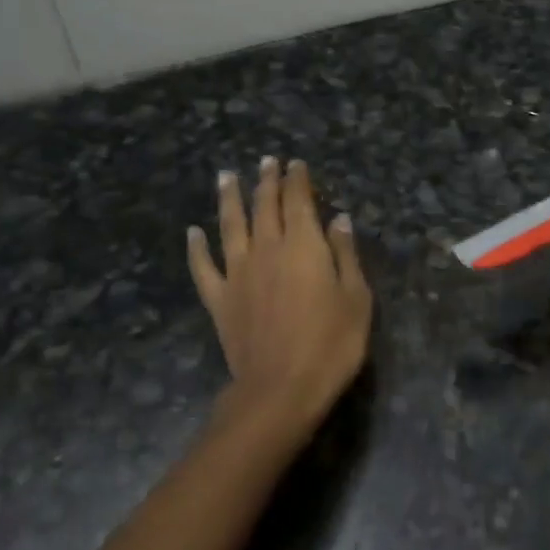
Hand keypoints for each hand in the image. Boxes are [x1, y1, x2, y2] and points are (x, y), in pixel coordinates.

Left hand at [188, 156, 371, 439]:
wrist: (280, 388)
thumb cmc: (331, 344)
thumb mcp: (357, 298)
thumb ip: (345, 254)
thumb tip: (338, 219)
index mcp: (304, 245)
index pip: (298, 201)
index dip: (297, 179)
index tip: (295, 163)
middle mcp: (267, 248)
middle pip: (265, 206)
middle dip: (266, 180)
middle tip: (266, 161)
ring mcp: (238, 273)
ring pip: (230, 225)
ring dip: (229, 198)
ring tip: (226, 176)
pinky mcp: (219, 299)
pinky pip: (203, 267)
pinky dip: (196, 248)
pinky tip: (192, 232)